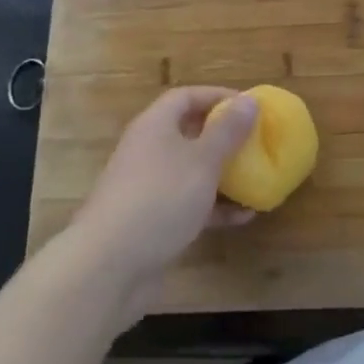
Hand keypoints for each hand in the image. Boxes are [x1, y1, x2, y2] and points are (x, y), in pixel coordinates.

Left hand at [65, 87, 257, 323]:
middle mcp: (147, 151)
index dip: (217, 96)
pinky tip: (243, 217)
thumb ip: (228, 130)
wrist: (108, 267)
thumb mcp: (203, 160)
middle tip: (254, 140)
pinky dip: (214, 207)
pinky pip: (188, 204)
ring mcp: (147, 188)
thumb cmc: (160, 198)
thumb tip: (249, 100)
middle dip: (222, 136)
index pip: (186, 97)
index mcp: (154, 126)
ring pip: (190, 171)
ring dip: (222, 174)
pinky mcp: (151, 222)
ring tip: (254, 178)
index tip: (248, 106)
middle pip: (188, 133)